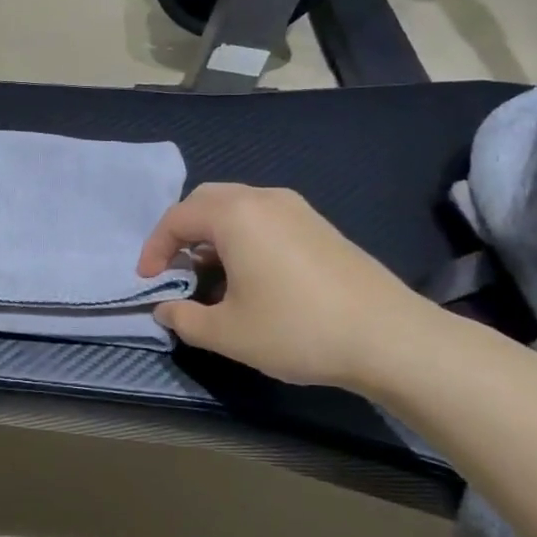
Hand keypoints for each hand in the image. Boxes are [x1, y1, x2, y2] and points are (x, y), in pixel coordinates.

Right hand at [138, 183, 442, 390]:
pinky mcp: (319, 226)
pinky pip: (264, 217)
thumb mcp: (227, 333)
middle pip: (206, 201)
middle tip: (174, 268)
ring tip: (208, 274)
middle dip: (181, 232)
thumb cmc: (296, 329)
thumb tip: (164, 310)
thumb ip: (184, 318)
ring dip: (212, 234)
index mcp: (235, 215)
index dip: (154, 248)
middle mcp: (264, 199)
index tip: (148, 282)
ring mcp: (297, 209)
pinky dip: (242, 236)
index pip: (177, 218)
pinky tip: (249, 275)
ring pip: (237, 207)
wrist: (389, 337)